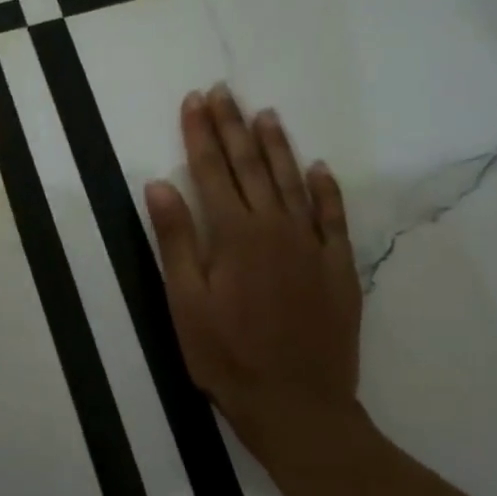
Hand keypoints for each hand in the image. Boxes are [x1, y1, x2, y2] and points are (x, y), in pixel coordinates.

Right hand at [144, 86, 361, 435]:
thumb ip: (176, 239)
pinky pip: (333, 216)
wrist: (296, 403)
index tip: (194, 101)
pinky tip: (318, 168)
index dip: (200, 134)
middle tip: (224, 92)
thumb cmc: (225, 355)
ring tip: (265, 114)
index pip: (211, 171)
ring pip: (294, 182)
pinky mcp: (337, 267)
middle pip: (252, 167)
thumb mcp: (185, 300)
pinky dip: (325, 189)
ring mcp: (312, 246)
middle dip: (233, 127)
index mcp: (234, 235)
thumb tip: (158, 184)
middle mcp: (276, 228)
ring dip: (277, 146)